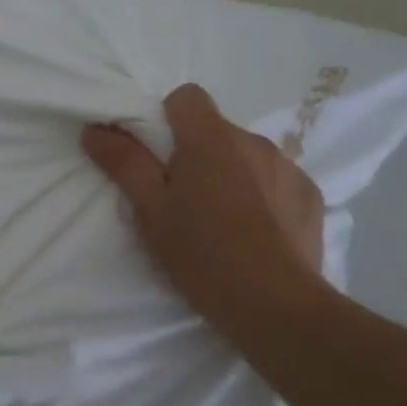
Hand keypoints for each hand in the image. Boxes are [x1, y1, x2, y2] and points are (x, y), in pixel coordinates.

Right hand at [82, 83, 328, 344]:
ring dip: (230, 175)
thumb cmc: (202, 254)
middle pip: (215, 130)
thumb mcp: (150, 210)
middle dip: (196, 153)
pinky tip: (256, 233)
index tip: (156, 158)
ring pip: (246, 157)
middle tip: (182, 200)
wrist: (276, 308)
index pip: (186, 97)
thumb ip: (123, 162)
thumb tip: (95, 128)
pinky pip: (276, 181)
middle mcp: (254, 141)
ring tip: (220, 221)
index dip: (166, 120)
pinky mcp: (311, 196)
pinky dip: (262, 196)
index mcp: (211, 138)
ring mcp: (289, 167)